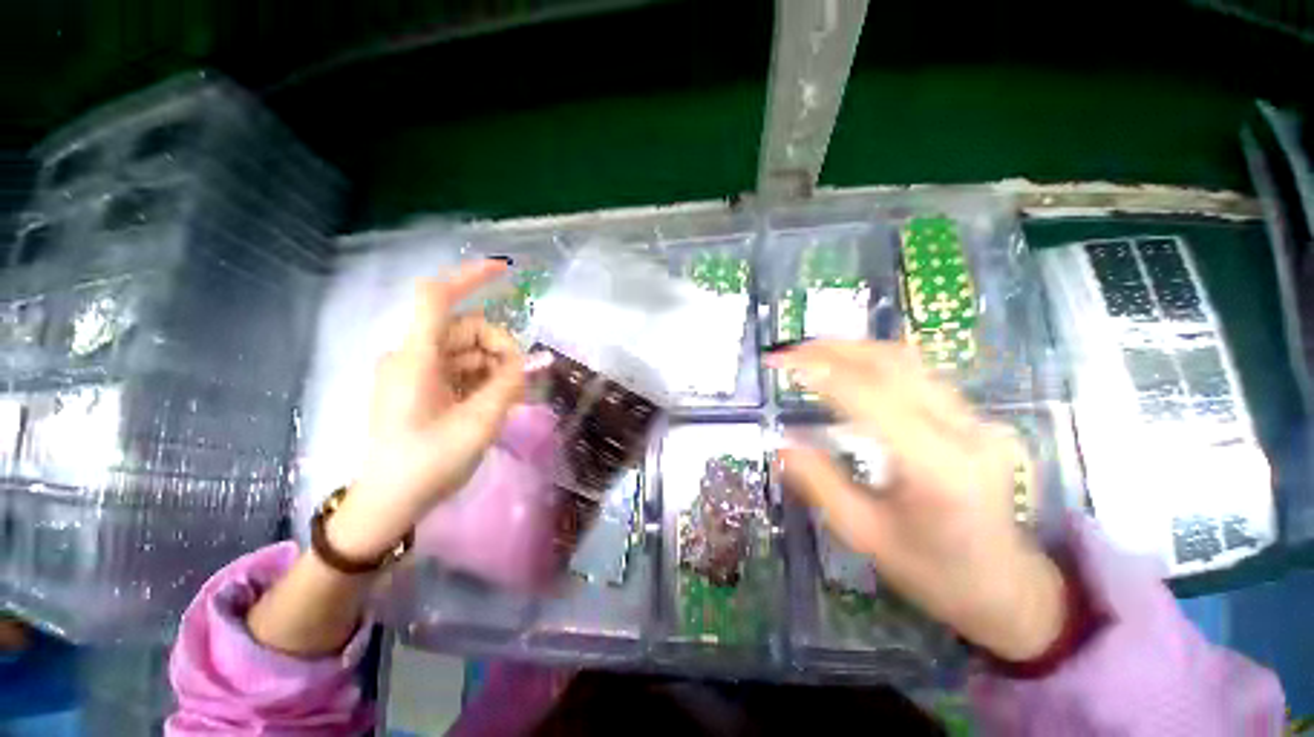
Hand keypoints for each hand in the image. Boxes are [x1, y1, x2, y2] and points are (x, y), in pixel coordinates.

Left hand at [328, 260, 538, 560]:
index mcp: (415, 360)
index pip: (436, 298)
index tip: (505, 271)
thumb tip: (526, 361)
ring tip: (508, 396)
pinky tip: (494, 399)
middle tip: (519, 378)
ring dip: (493, 365)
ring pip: (465, 349)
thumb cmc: (428, 464)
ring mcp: (414, 372)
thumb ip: (508, 384)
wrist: (389, 503)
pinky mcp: (420, 386)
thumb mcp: (479, 423)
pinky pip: (458, 367)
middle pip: (464, 328)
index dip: (469, 276)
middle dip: (498, 346)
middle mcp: (411, 357)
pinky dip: (481, 376)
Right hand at [766, 340, 1064, 661]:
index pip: (872, 398)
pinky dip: (873, 361)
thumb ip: (819, 482)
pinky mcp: (975, 416)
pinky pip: (918, 373)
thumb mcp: (863, 534)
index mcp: (938, 468)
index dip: (822, 373)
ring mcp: (977, 419)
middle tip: (789, 352)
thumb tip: (781, 441)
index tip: (780, 362)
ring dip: (852, 349)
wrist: (1005, 585)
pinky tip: (847, 366)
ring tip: (810, 352)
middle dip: (833, 350)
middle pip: (893, 365)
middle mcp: (966, 431)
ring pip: (907, 361)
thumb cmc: (932, 570)